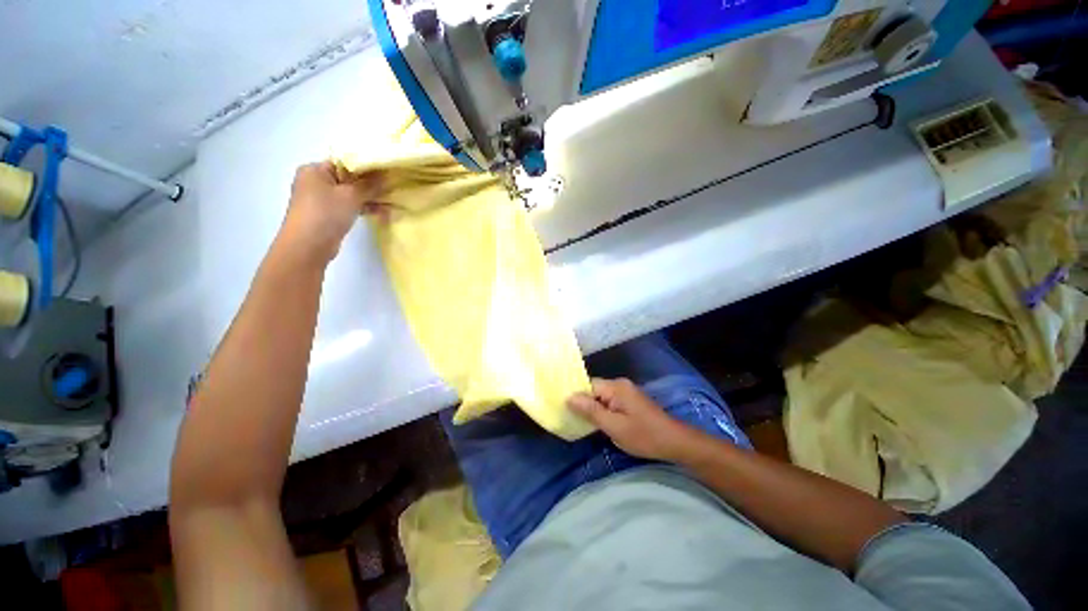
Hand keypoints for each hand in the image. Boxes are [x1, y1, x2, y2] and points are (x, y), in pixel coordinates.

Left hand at [277, 161, 385, 263]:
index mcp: (315, 170)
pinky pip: (349, 206)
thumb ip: (369, 185)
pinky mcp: (328, 215)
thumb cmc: (326, 213)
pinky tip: (382, 212)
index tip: (386, 172)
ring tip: (391, 202)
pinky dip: (363, 208)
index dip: (366, 167)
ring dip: (370, 198)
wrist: (309, 246)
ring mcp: (321, 199)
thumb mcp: (351, 195)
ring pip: (350, 194)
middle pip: (348, 179)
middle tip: (392, 187)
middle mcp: (315, 182)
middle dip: (370, 185)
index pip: (344, 163)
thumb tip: (385, 176)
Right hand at [567, 378, 693, 461]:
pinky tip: (598, 423)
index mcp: (615, 387)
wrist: (675, 442)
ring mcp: (626, 392)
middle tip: (571, 419)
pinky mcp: (630, 401)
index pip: (588, 385)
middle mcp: (620, 384)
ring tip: (581, 423)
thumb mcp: (614, 426)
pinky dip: (603, 411)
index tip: (564, 409)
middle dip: (584, 404)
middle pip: (594, 390)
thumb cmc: (644, 435)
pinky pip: (610, 402)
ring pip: (601, 397)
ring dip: (593, 409)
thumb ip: (591, 410)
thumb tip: (569, 397)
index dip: (576, 396)